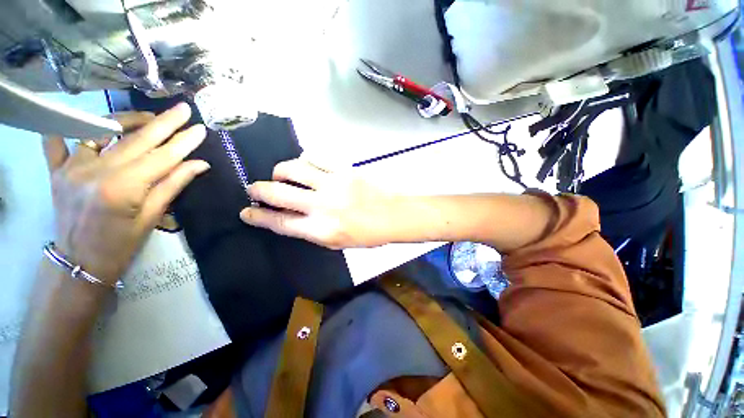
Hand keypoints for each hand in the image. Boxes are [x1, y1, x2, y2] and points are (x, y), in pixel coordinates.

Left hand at [43, 103, 209, 284]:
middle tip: (182, 109)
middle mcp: (96, 171)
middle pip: (136, 140)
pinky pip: (58, 141)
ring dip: (128, 121)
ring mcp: (72, 167)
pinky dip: (68, 127)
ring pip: (103, 131)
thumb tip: (199, 164)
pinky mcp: (57, 170)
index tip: (200, 129)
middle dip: (164, 123)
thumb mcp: (152, 216)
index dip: (184, 142)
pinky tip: (83, 122)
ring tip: (148, 118)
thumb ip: (173, 184)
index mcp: (123, 188)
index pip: (162, 157)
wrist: (79, 262)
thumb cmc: (121, 244)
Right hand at [239, 158, 400, 248]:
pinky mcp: (344, 169)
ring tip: (282, 175)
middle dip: (258, 190)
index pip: (279, 222)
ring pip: (293, 168)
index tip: (246, 211)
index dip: (258, 216)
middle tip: (254, 189)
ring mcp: (333, 184)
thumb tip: (290, 218)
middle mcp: (322, 206)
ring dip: (280, 171)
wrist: (393, 215)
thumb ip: (311, 230)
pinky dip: (305, 160)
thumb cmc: (367, 234)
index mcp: (320, 230)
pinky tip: (306, 166)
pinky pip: (315, 157)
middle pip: (277, 192)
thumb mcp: (337, 243)